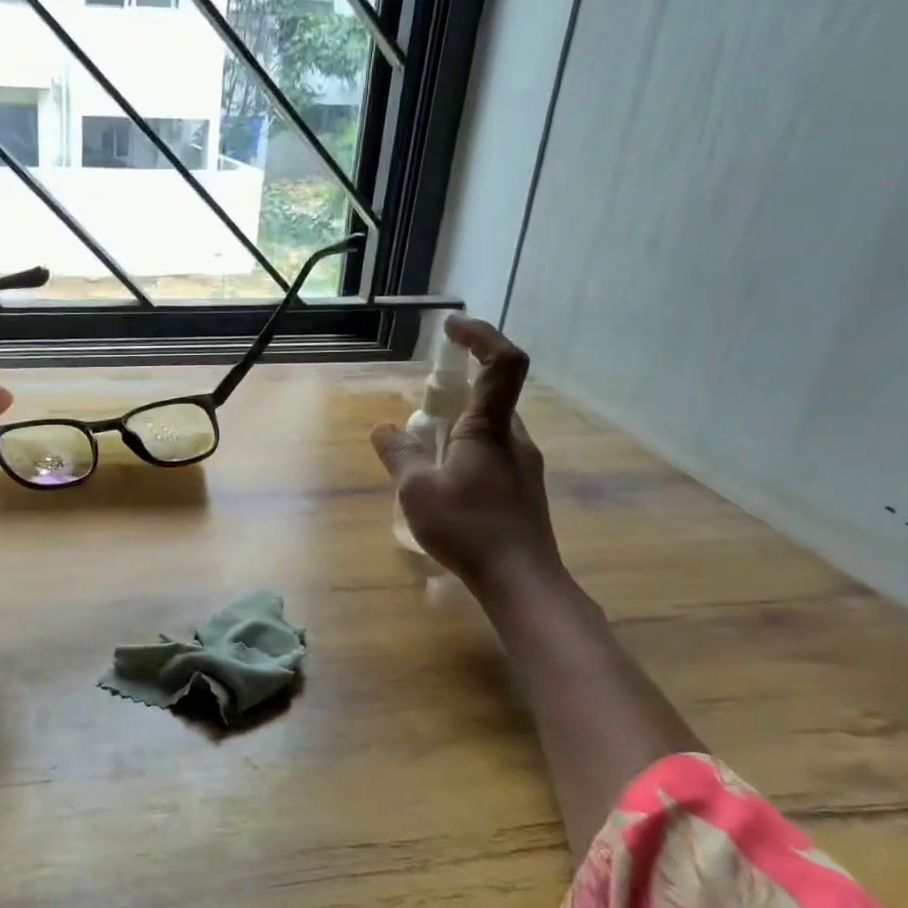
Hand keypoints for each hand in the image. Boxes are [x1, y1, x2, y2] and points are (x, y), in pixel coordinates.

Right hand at [371, 316, 561, 592]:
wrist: (522, 581)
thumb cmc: (469, 529)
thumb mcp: (417, 490)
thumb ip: (399, 454)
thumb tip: (383, 428)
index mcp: (490, 428)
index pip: (502, 363)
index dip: (481, 335)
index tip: (452, 327)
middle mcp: (515, 439)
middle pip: (492, 396)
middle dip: (456, 393)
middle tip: (420, 413)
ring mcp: (524, 466)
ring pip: (491, 430)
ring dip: (458, 429)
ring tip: (424, 458)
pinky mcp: (523, 491)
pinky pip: (493, 455)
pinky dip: (466, 454)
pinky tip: (446, 487)